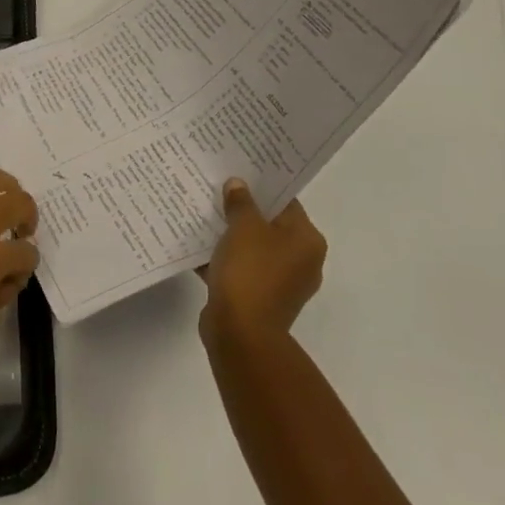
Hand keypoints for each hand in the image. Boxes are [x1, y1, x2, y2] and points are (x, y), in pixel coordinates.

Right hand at [199, 179, 326, 347]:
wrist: (240, 333)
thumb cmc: (250, 272)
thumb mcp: (244, 226)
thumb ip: (241, 202)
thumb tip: (238, 185)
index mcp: (307, 241)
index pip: (286, 202)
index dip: (262, 186)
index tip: (239, 171)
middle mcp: (301, 262)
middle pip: (269, 225)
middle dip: (243, 210)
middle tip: (217, 189)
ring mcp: (280, 283)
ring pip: (252, 248)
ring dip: (230, 235)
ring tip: (203, 213)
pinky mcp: (258, 300)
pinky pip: (239, 270)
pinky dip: (222, 259)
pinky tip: (197, 245)